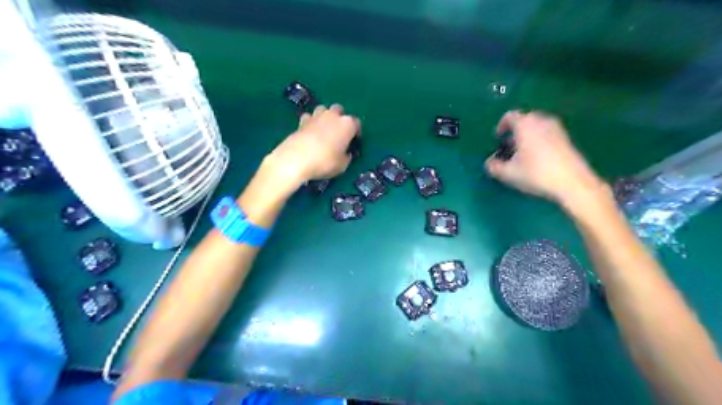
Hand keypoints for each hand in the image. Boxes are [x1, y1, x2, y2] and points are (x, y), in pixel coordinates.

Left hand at [265, 105, 360, 185]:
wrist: (296, 159)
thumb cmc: (325, 162)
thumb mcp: (342, 165)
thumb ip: (346, 156)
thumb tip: (345, 153)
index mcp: (347, 124)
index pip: (356, 123)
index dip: (356, 132)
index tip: (354, 141)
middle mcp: (333, 115)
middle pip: (339, 110)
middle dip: (340, 119)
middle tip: (338, 133)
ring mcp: (316, 116)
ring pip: (323, 109)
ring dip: (325, 117)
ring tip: (324, 130)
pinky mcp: (302, 121)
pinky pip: (309, 117)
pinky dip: (311, 122)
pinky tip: (310, 132)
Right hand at [485, 111, 608, 204]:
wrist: (572, 182)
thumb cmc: (536, 173)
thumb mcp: (508, 173)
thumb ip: (494, 166)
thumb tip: (489, 162)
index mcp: (525, 124)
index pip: (510, 116)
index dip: (501, 126)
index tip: (497, 138)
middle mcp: (541, 121)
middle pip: (524, 119)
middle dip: (514, 131)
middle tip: (508, 146)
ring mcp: (557, 129)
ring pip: (537, 126)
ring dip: (527, 136)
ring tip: (522, 153)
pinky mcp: (567, 139)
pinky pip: (547, 133)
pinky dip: (539, 140)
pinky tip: (537, 158)